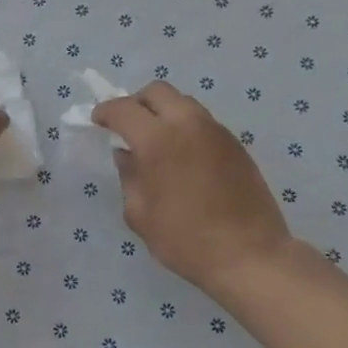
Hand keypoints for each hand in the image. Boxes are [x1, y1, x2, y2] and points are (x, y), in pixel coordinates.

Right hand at [93, 81, 294, 297]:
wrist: (249, 255)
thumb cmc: (185, 239)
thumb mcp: (140, 213)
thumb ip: (129, 176)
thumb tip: (127, 155)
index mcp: (157, 140)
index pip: (123, 109)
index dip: (105, 112)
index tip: (97, 121)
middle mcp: (188, 124)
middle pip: (157, 92)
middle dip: (136, 103)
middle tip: (127, 126)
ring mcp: (216, 131)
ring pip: (183, 103)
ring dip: (163, 113)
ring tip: (156, 141)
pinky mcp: (235, 144)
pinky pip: (202, 122)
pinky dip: (185, 128)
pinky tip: (182, 157)